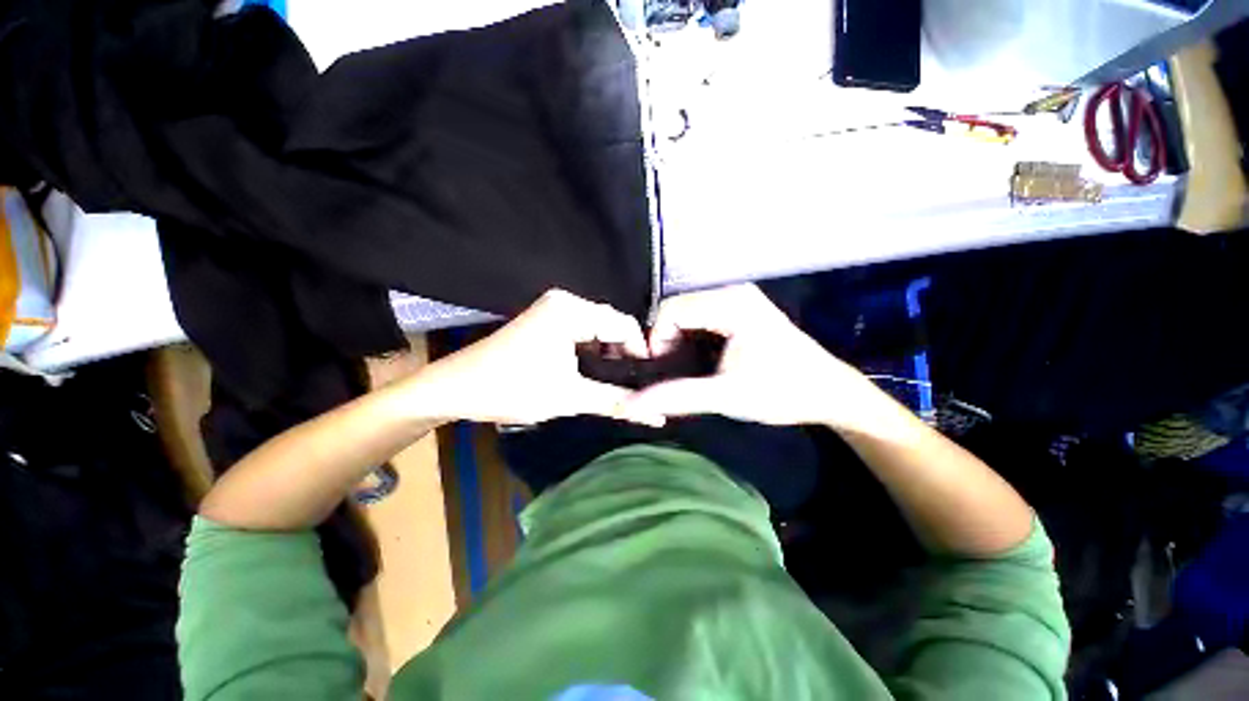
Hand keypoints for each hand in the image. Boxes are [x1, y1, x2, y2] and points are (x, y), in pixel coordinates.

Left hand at [411, 289, 662, 425]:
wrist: (455, 388)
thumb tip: (657, 416)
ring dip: (607, 356)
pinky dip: (590, 352)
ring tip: (614, 384)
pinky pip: (581, 333)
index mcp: (572, 310)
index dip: (640, 352)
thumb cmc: (512, 388)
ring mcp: (553, 309)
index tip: (648, 381)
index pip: (624, 324)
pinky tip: (591, 373)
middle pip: (611, 326)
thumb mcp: (570, 397)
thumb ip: (616, 402)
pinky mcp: (545, 320)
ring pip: (597, 331)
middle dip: (623, 356)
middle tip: (632, 386)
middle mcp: (565, 301)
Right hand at [622, 284, 877, 427]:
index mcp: (730, 304)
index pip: (671, 309)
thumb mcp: (726, 396)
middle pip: (678, 309)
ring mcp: (739, 299)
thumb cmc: (783, 391)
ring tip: (680, 370)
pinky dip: (692, 338)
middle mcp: (732, 292)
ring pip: (689, 314)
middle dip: (666, 340)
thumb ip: (677, 396)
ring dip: (678, 340)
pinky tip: (697, 361)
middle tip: (669, 373)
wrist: (829, 393)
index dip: (656, 339)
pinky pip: (703, 318)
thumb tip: (632, 404)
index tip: (658, 370)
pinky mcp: (743, 311)